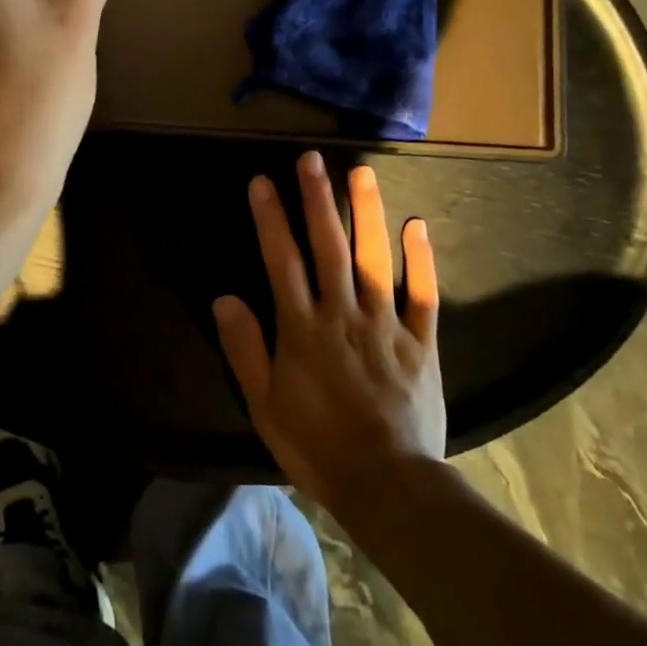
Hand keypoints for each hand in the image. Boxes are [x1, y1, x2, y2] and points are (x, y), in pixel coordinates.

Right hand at [213, 151, 444, 513]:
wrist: (389, 486)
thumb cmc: (318, 446)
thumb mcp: (265, 405)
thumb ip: (245, 348)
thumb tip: (224, 297)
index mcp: (302, 329)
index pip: (281, 261)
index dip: (270, 219)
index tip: (262, 181)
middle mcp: (342, 314)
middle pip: (328, 247)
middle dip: (317, 200)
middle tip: (312, 159)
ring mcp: (385, 325)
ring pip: (374, 259)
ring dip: (367, 213)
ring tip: (361, 172)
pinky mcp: (420, 342)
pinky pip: (422, 295)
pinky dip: (421, 260)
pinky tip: (417, 224)